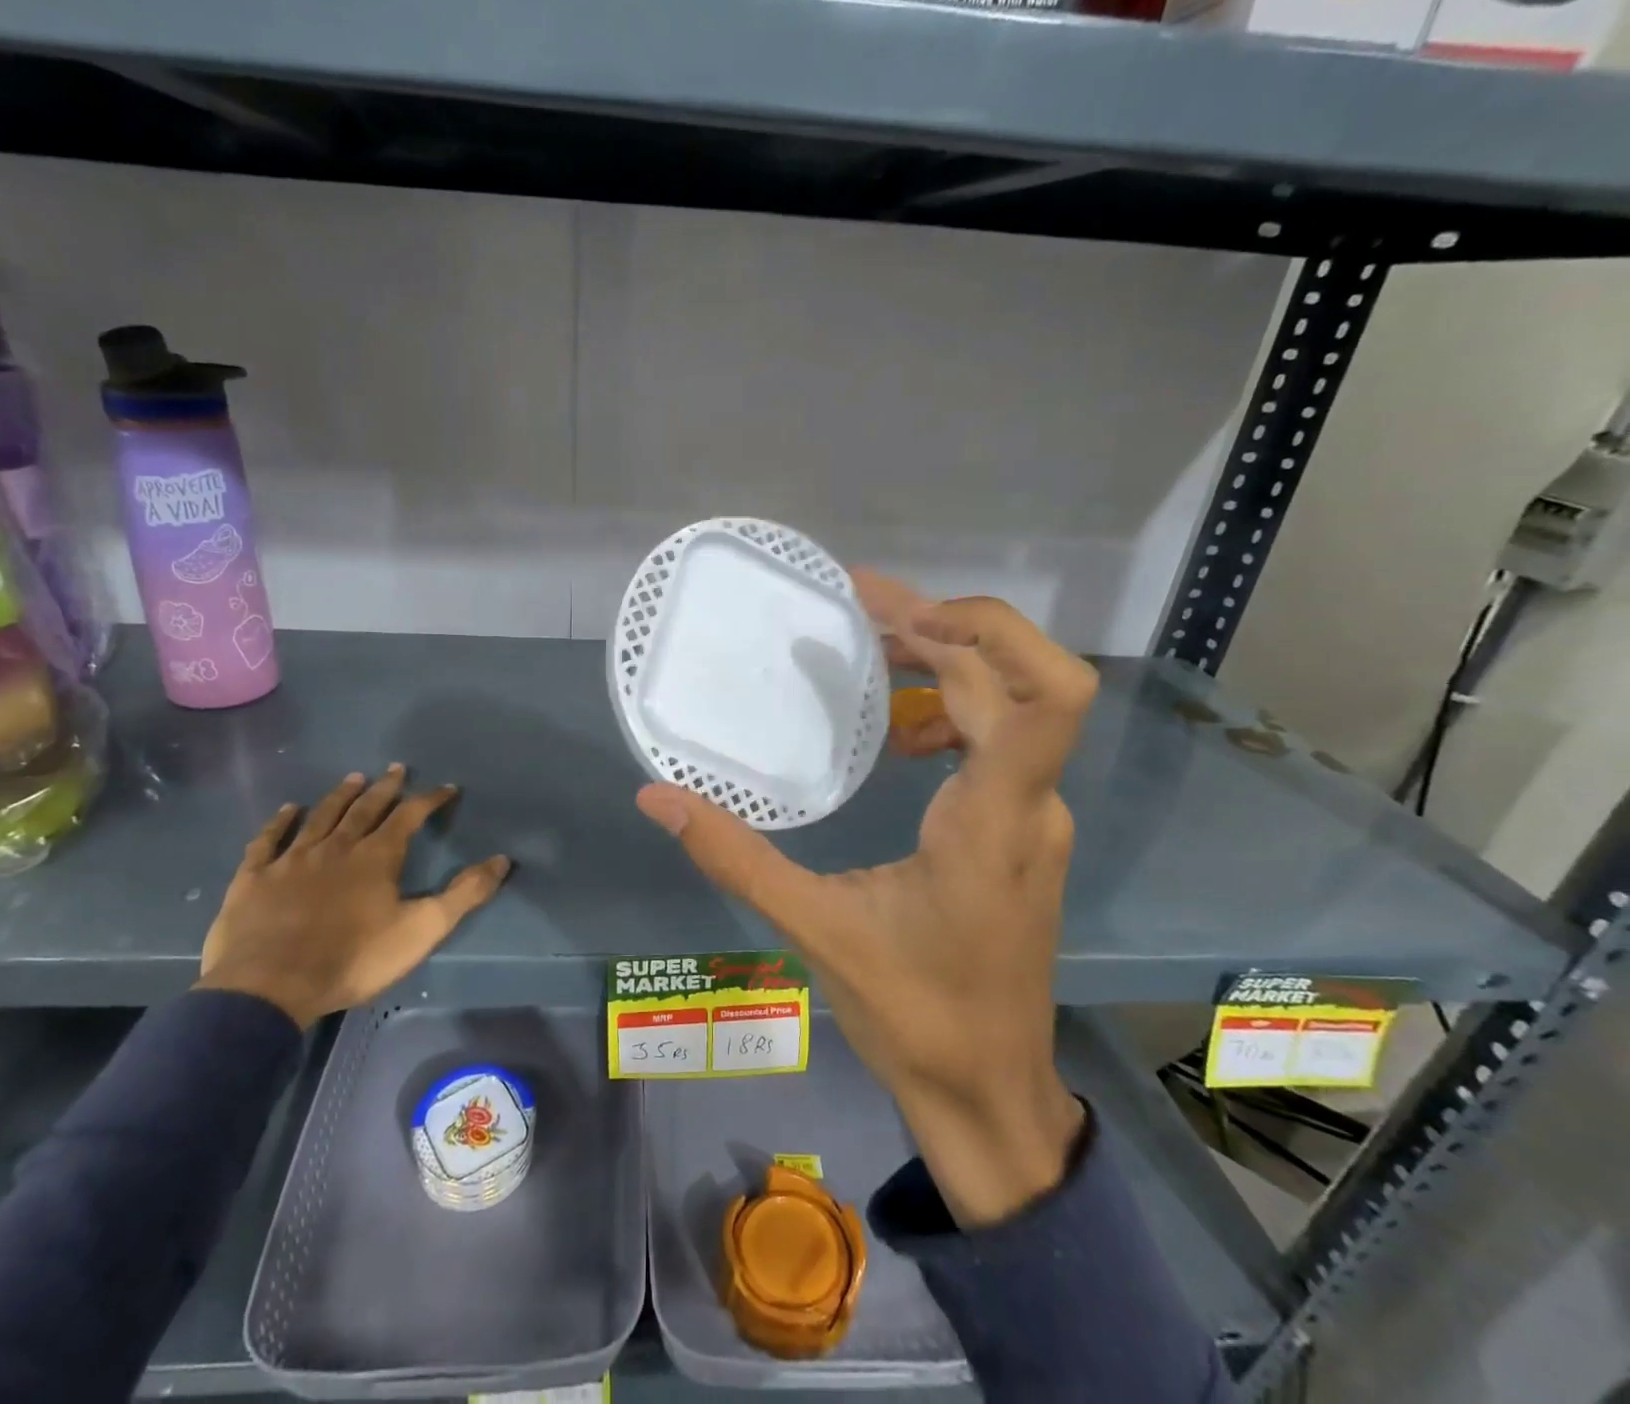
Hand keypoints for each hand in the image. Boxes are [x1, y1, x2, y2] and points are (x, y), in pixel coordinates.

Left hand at [197, 765, 510, 1027]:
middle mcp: (336, 847)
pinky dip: (279, 822)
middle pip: (365, 809)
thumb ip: (464, 894)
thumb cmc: (353, 959)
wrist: (270, 987)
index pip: (409, 816)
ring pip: (320, 817)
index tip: (447, 788)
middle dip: (385, 788)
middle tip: (396, 769)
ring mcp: (292, 859)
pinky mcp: (254, 877)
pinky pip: (268, 840)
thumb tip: (502, 859)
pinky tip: (287, 809)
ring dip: (340, 796)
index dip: (430, 800)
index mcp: (376, 857)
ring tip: (353, 778)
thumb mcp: (421, 930)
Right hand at [635, 571, 1094, 1226]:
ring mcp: (1034, 818)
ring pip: (1010, 707)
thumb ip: (735, 857)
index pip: (1043, 696)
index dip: (986, 631)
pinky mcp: (1022, 832)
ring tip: (871, 647)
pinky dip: (950, 712)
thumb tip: (655, 797)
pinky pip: (999, 743)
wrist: (989, 1093)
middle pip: (1014, 680)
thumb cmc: (914, 1017)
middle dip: (940, 628)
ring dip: (947, 664)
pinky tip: (898, 734)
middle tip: (859, 605)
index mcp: (994, 821)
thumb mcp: (815, 931)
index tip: (902, 617)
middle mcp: (1032, 805)